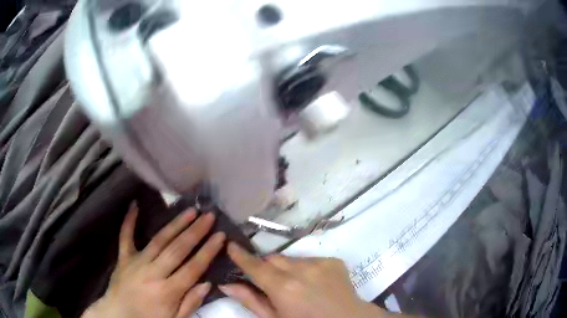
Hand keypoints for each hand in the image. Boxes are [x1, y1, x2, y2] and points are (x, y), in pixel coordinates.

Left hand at [82, 204, 225, 317]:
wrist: (118, 316)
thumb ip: (191, 303)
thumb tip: (207, 284)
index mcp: (168, 291)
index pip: (193, 268)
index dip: (208, 251)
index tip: (220, 235)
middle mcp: (153, 273)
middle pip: (177, 250)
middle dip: (195, 232)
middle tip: (208, 215)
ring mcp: (136, 262)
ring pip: (159, 240)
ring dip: (175, 224)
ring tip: (189, 211)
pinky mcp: (123, 258)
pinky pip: (126, 237)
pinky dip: (129, 221)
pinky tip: (134, 205)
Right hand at [220, 243, 390, 317]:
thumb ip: (251, 300)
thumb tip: (227, 285)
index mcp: (283, 287)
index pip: (254, 265)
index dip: (240, 255)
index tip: (231, 245)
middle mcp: (300, 269)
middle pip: (273, 258)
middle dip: (266, 266)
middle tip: (270, 282)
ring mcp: (319, 263)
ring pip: (292, 259)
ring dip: (288, 269)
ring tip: (297, 287)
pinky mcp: (333, 261)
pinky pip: (311, 260)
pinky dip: (306, 269)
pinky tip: (314, 284)